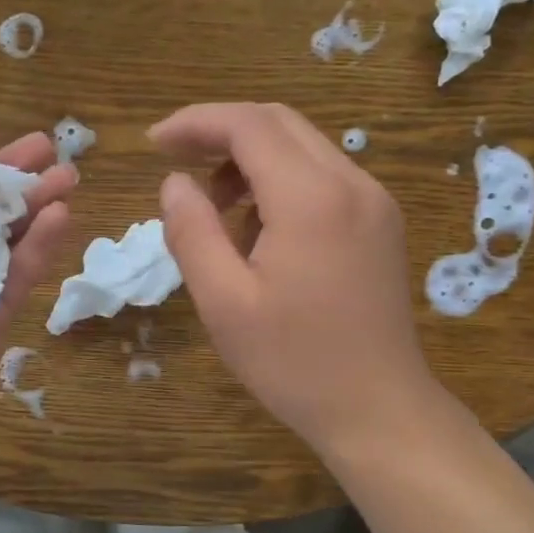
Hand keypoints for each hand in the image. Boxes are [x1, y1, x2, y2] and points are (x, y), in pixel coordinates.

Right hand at [150, 102, 442, 456]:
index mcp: (311, 199)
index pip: (248, 125)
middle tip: (175, 163)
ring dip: (251, 160)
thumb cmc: (293, 363)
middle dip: (221, 133)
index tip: (153, 143)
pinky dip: (281, 183)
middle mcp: (352, 184)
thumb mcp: (224, 303)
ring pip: (304, 148)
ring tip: (214, 210)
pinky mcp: (380, 225)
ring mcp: (374, 202)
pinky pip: (324, 178)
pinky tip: (258, 230)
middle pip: (279, 124)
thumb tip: (174, 182)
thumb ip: (192, 233)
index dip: (195, 123)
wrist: (377, 408)